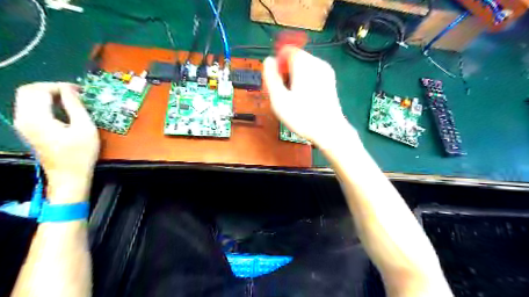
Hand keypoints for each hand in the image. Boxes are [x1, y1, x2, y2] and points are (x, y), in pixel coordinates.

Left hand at [13, 83, 98, 203]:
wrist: (69, 176)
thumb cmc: (80, 153)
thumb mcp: (85, 128)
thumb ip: (76, 106)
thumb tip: (71, 90)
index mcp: (36, 118)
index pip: (38, 90)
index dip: (59, 86)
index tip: (79, 90)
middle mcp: (24, 119)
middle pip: (28, 91)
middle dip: (51, 88)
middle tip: (74, 93)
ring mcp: (24, 125)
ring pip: (28, 98)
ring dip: (48, 95)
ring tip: (71, 100)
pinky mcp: (28, 130)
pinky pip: (31, 108)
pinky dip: (46, 103)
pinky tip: (63, 109)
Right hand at [263, 46, 352, 145]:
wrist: (329, 131)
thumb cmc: (302, 116)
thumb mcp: (279, 98)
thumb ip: (271, 76)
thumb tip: (268, 60)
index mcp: (305, 64)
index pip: (288, 50)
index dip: (278, 62)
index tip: (276, 80)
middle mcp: (318, 63)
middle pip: (296, 58)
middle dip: (286, 71)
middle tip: (283, 92)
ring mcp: (326, 72)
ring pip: (304, 67)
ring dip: (295, 78)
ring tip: (293, 98)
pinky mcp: (330, 82)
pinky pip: (313, 75)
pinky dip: (305, 82)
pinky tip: (304, 99)